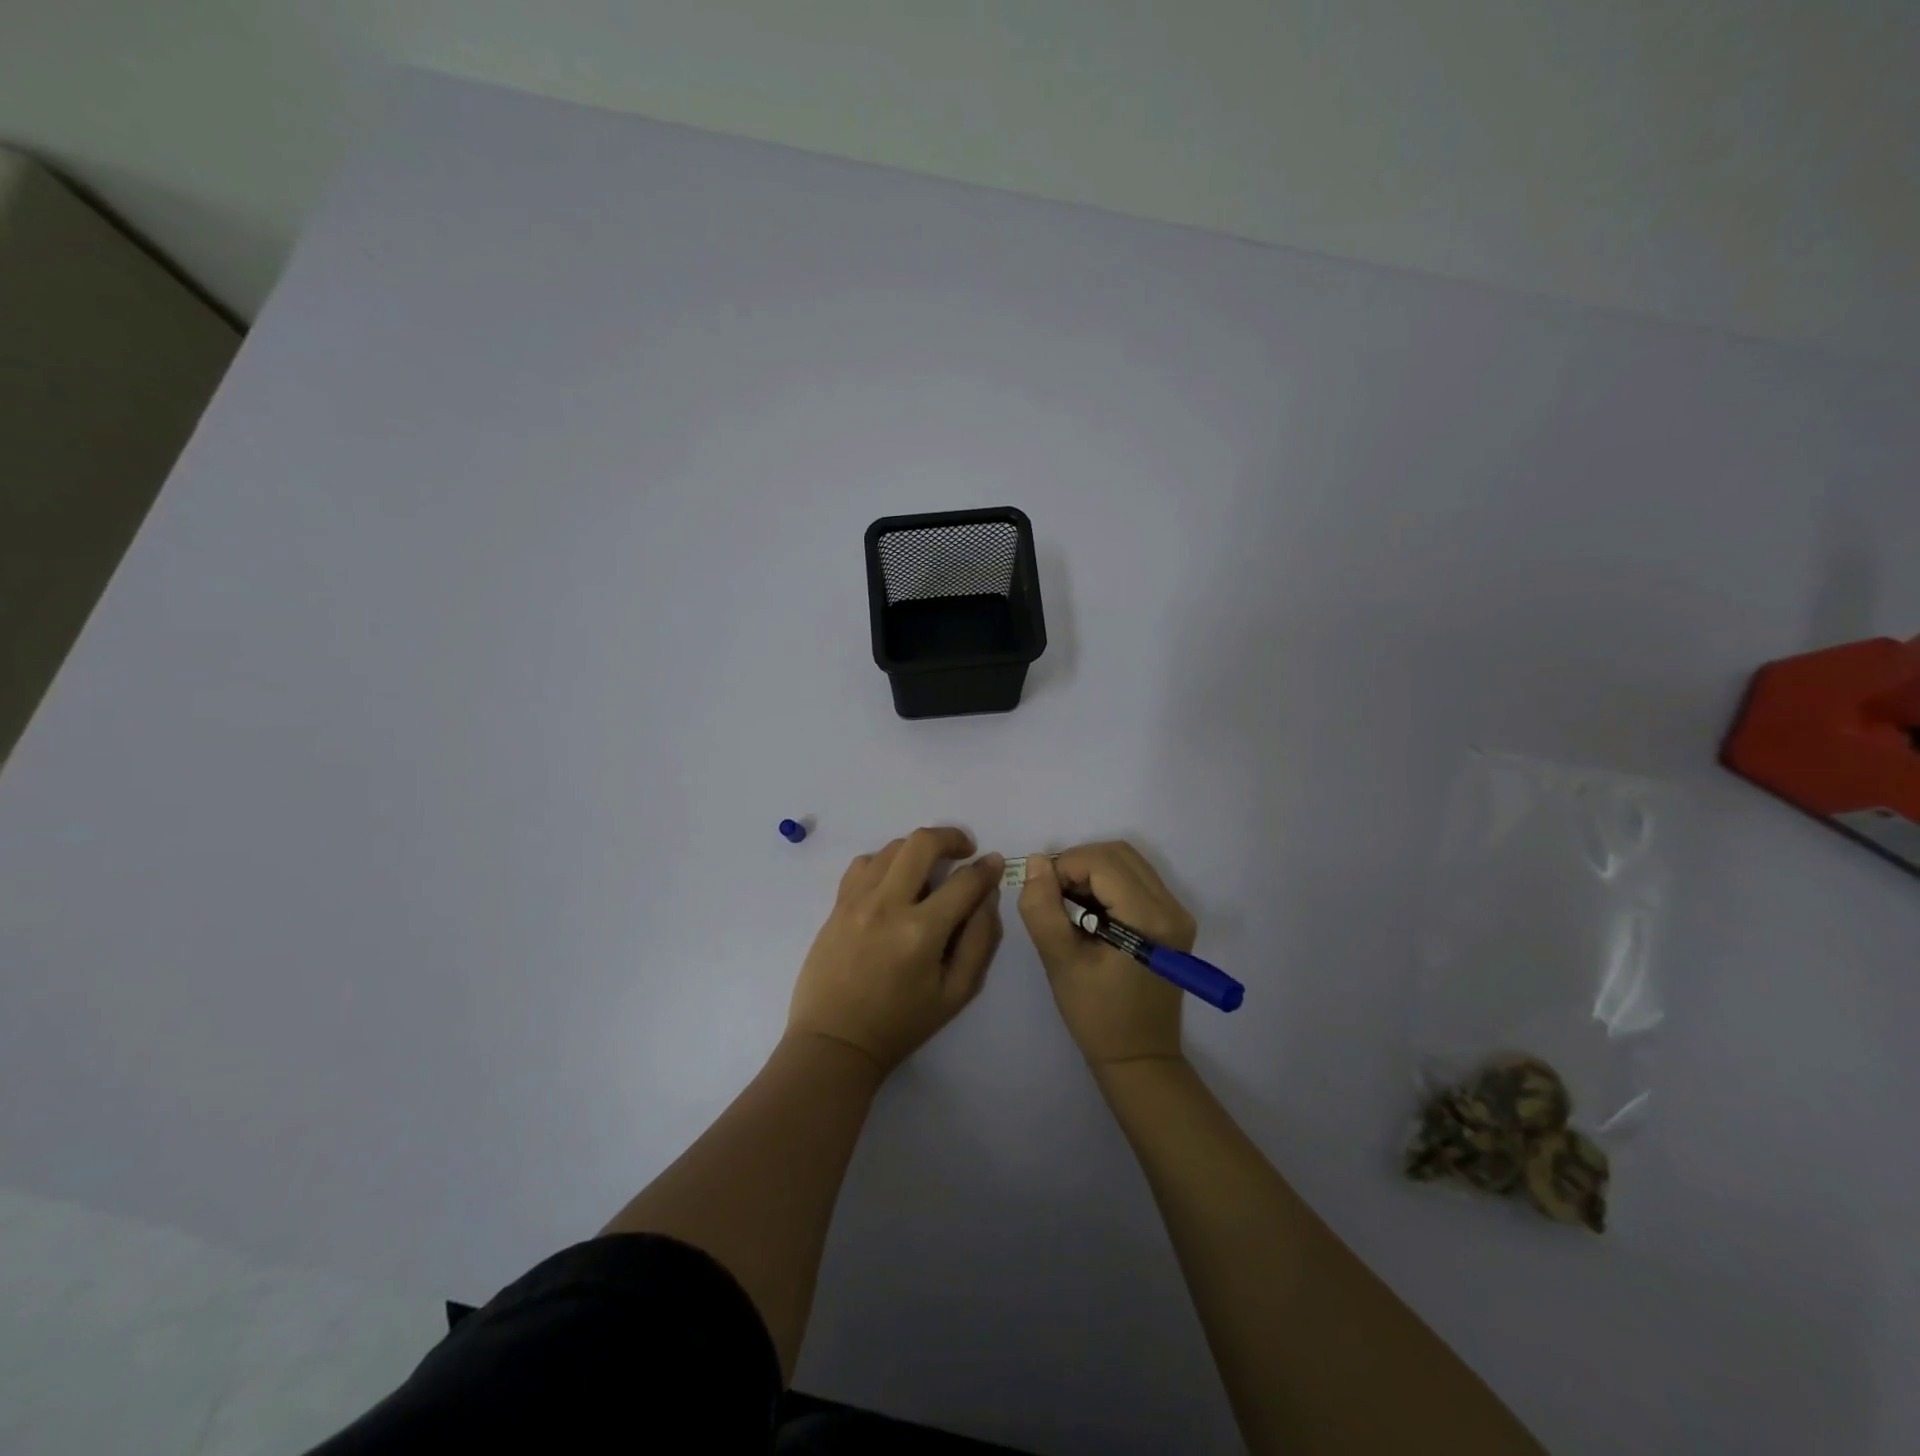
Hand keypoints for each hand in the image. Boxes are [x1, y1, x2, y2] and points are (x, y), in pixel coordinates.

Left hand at [787, 828, 1003, 1074]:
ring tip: (929, 869)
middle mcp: (888, 905)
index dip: (986, 869)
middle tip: (964, 851)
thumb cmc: (901, 1023)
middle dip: (951, 837)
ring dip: (918, 849)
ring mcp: (857, 900)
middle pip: (922, 843)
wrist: (835, 1041)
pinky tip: (893, 882)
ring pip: (892, 847)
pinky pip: (864, 863)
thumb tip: (988, 896)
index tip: (993, 864)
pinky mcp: (837, 904)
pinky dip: (885, 862)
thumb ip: (980, 940)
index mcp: (922, 932)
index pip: (964, 881)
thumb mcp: (956, 993)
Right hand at [1019, 842, 1196, 1067]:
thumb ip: (1043, 908)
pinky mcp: (1172, 920)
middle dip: (1078, 863)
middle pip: (1119, 854)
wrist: (1139, 1057)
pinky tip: (1089, 912)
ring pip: (1128, 862)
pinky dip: (1107, 883)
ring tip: (1068, 904)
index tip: (1042, 894)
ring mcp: (1177, 912)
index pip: (1102, 862)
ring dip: (1092, 871)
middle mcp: (1172, 907)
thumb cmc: (1097, 1015)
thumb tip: (1037, 862)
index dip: (1065, 866)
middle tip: (1053, 895)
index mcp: (1149, 919)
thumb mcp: (1059, 962)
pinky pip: (1136, 879)